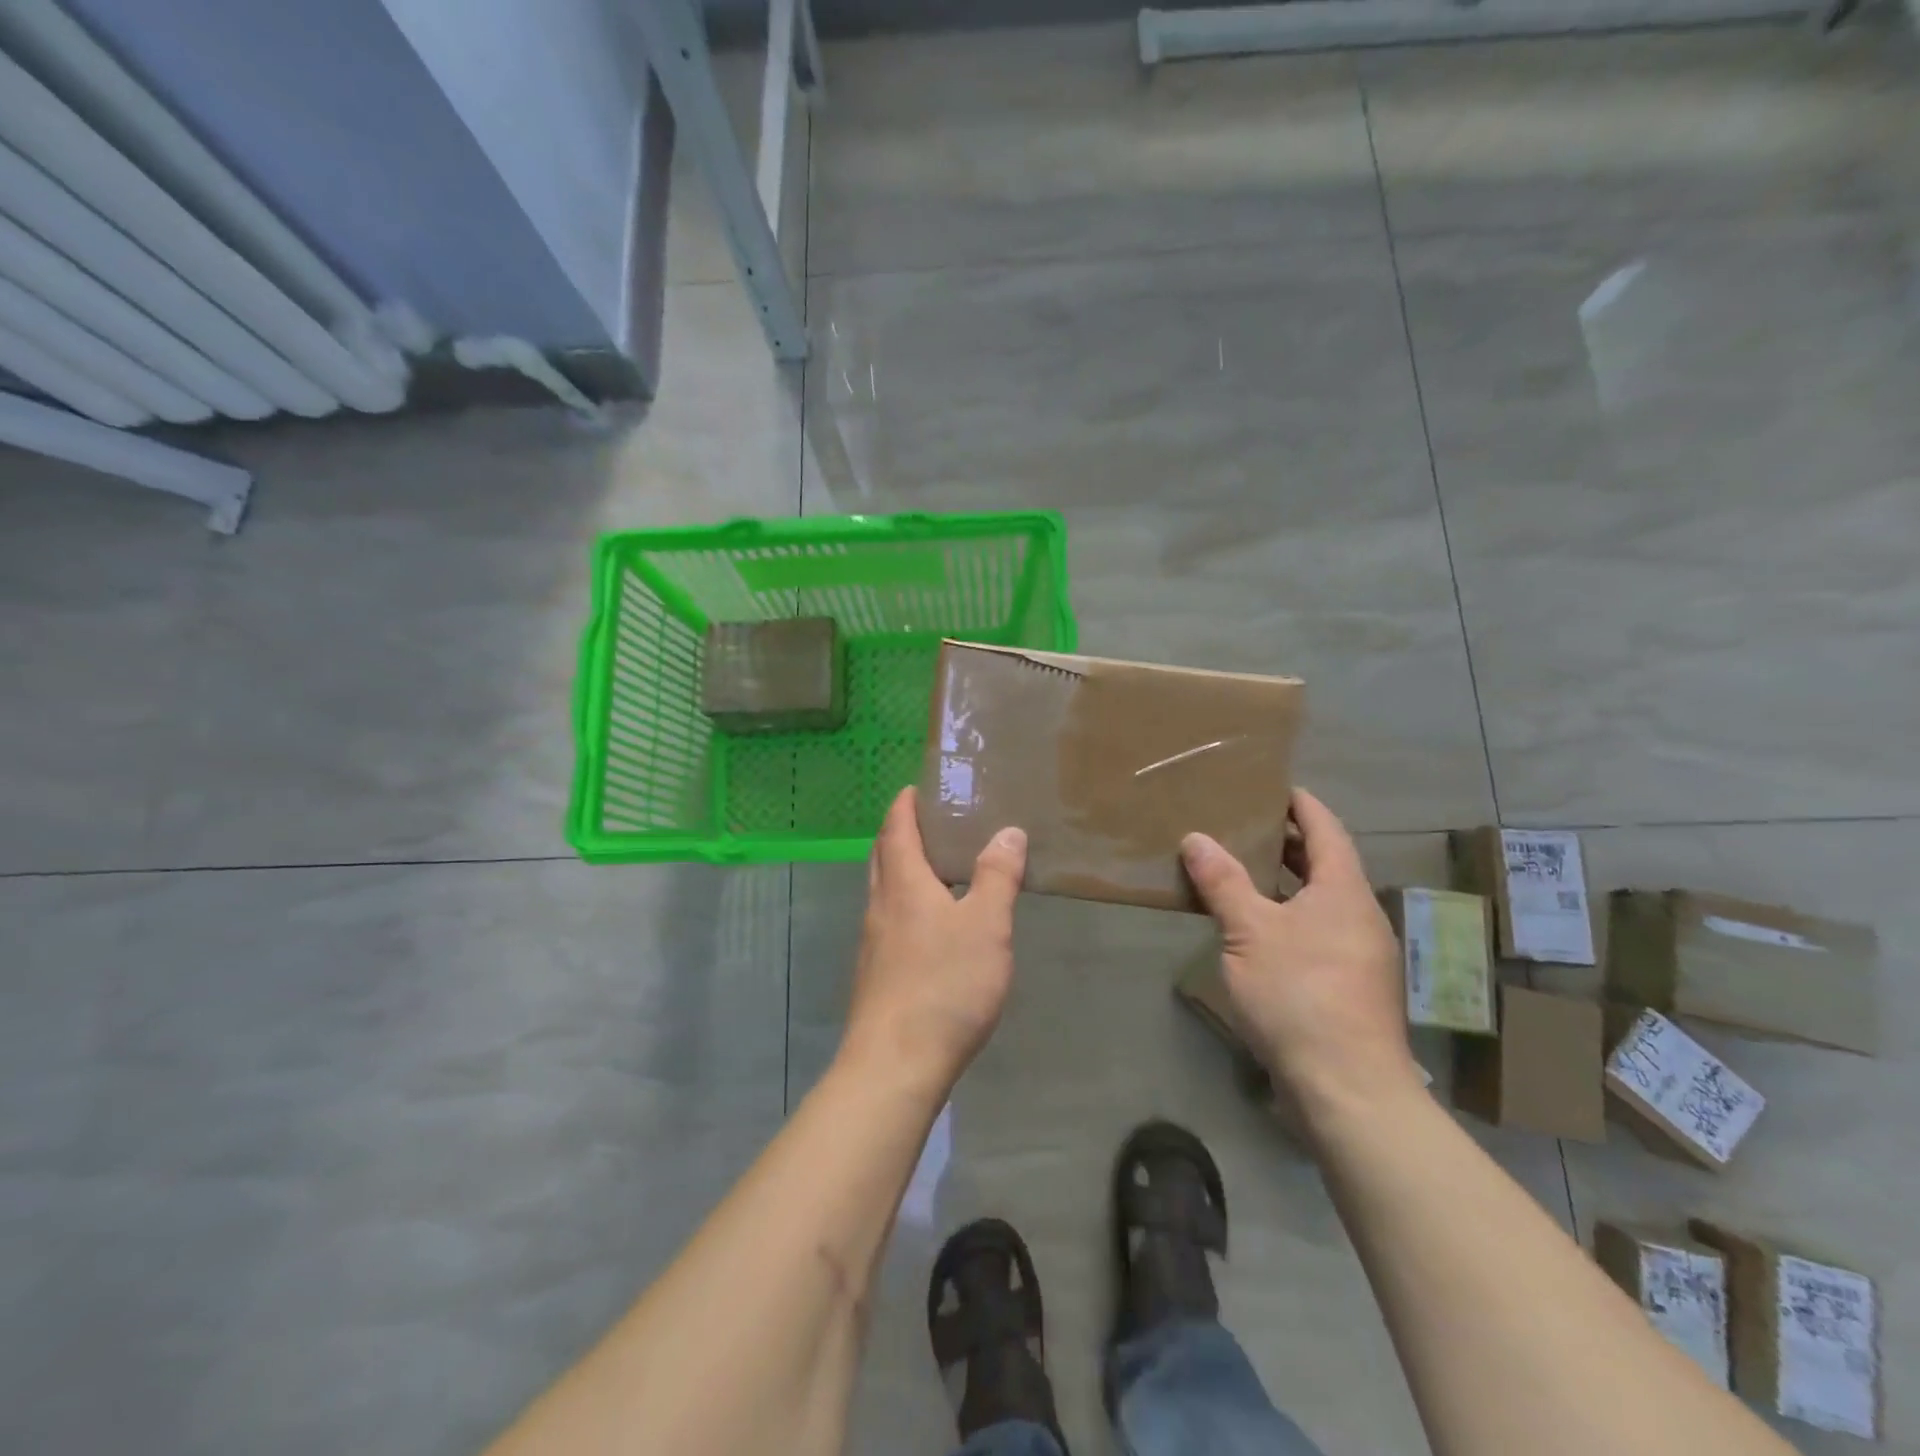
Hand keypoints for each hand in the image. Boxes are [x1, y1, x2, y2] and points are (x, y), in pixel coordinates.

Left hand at [840, 788, 1027, 1098]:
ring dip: (901, 869)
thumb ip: (997, 877)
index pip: (897, 828)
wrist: (895, 1064)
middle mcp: (879, 905)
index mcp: (903, 883)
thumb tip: (1008, 832)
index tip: (916, 788)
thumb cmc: (944, 985)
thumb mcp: (986, 926)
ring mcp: (872, 942)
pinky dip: (905, 904)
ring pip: (883, 890)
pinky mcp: (875, 974)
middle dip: (899, 832)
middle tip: (929, 821)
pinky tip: (931, 926)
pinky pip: (888, 920)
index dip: (905, 805)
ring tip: (937, 868)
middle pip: (883, 856)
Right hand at [1180, 788, 1422, 1117]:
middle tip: (1244, 826)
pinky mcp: (1350, 986)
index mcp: (1343, 890)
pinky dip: (1289, 916)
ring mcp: (1360, 953)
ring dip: (1286, 883)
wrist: (1348, 1087)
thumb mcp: (1249, 932)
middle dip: (1288, 843)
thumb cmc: (1299, 993)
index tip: (1273, 787)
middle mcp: (1359, 914)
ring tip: (1241, 872)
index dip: (1301, 804)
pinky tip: (1257, 931)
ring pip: (1321, 901)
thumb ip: (1223, 882)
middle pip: (1326, 864)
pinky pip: (1318, 931)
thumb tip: (1196, 838)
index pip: (1326, 829)